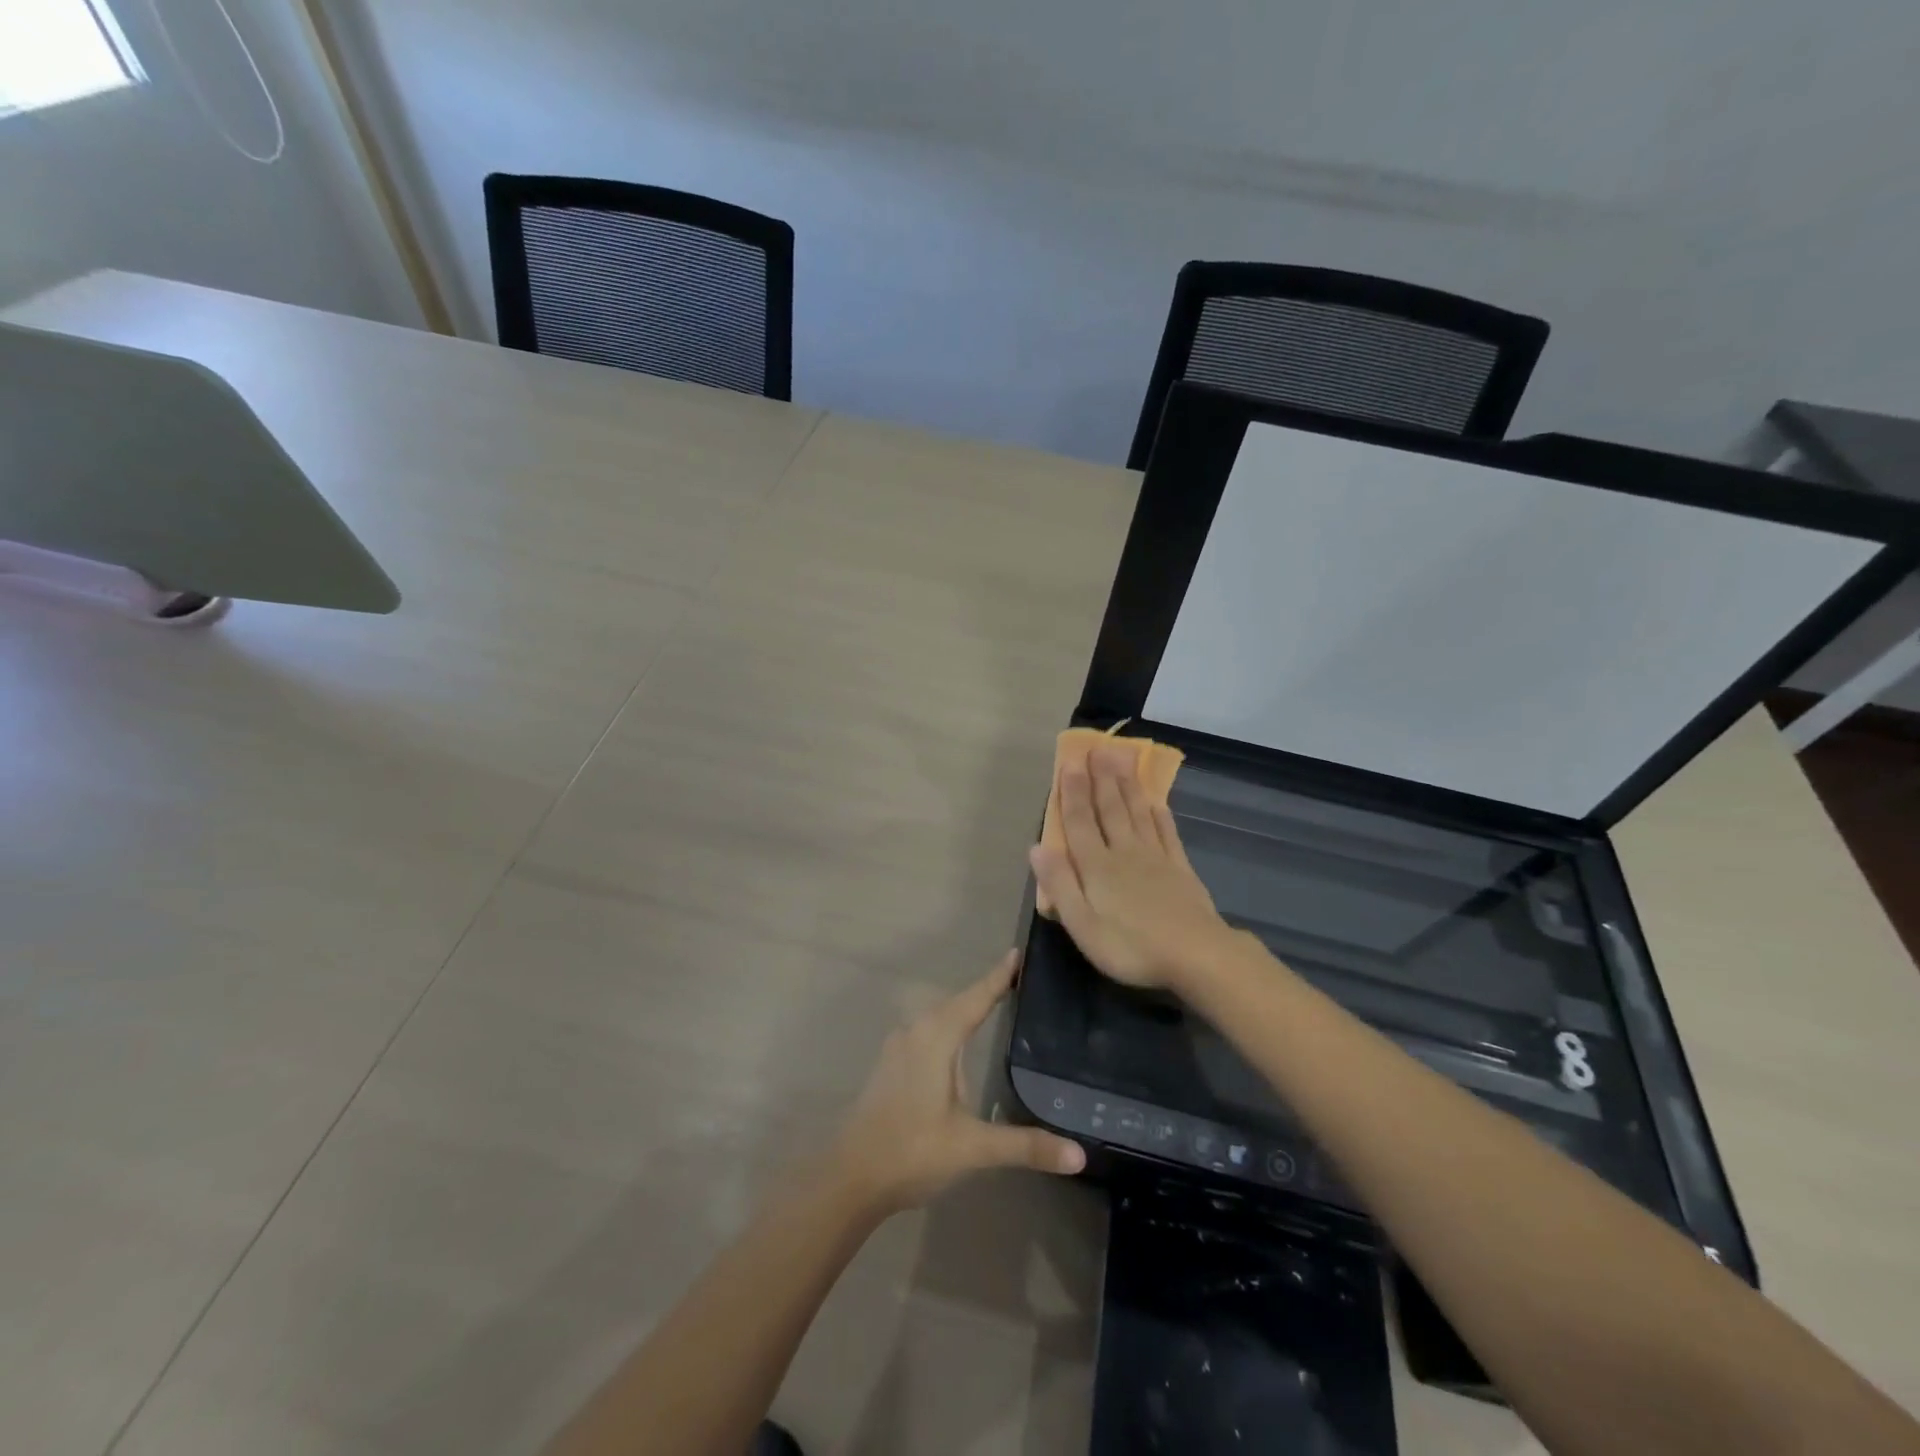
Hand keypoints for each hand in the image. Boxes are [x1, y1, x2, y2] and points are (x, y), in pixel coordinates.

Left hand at [827, 952, 1085, 1215]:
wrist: (850, 1177)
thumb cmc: (912, 1151)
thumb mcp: (972, 1148)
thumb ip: (1024, 1146)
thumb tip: (1079, 1155)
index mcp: (936, 1037)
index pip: (976, 998)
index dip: (999, 977)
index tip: (1019, 953)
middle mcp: (916, 1031)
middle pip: (958, 1003)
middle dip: (986, 990)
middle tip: (1019, 979)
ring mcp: (899, 1047)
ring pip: (940, 1017)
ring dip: (966, 1008)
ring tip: (997, 1003)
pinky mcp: (891, 1065)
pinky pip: (928, 1033)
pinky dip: (950, 1027)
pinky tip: (961, 1043)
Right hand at [1028, 741, 1238, 989]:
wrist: (1197, 956)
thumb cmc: (1131, 947)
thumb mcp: (1082, 925)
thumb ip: (1060, 884)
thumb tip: (1037, 847)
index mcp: (1096, 867)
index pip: (1080, 822)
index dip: (1073, 792)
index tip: (1070, 762)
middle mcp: (1124, 853)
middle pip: (1110, 810)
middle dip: (1101, 778)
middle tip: (1098, 748)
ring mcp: (1156, 859)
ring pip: (1137, 814)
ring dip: (1127, 786)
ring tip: (1122, 760)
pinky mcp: (1180, 869)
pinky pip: (1166, 834)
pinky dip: (1160, 815)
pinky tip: (1156, 802)